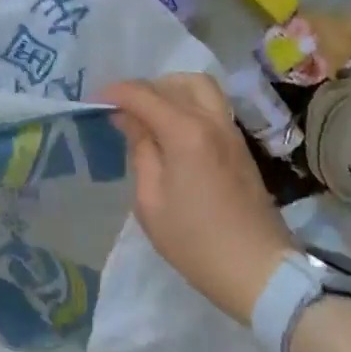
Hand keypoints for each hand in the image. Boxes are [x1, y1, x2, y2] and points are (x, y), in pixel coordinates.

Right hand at [100, 74, 295, 322]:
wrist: (257, 270)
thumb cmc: (194, 242)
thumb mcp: (151, 201)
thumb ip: (140, 151)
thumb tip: (130, 120)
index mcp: (186, 132)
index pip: (144, 95)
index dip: (115, 93)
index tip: (93, 102)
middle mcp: (212, 121)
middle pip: (178, 81)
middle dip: (146, 87)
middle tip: (124, 109)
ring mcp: (231, 131)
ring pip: (201, 88)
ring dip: (171, 91)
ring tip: (148, 116)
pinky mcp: (240, 146)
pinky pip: (212, 106)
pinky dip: (188, 105)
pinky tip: (171, 131)